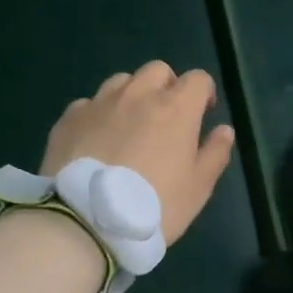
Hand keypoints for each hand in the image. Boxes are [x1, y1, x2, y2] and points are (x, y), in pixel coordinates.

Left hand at [41, 62, 236, 242]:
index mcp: (175, 108)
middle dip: (166, 86)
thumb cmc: (154, 206)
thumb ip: (214, 153)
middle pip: (157, 71)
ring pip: (121, 82)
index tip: (202, 114)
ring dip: (131, 96)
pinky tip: (95, 141)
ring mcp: (99, 103)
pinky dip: (98, 115)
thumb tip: (224, 130)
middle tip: (166, 118)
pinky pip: (89, 104)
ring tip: (128, 127)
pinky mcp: (69, 118)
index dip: (204, 93)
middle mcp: (137, 95)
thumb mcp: (198, 188)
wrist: (86, 221)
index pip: (198, 79)